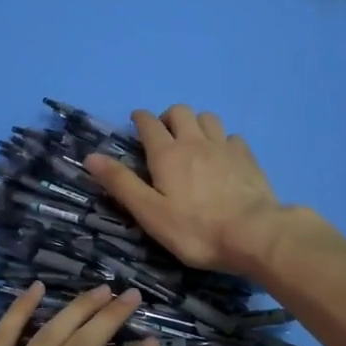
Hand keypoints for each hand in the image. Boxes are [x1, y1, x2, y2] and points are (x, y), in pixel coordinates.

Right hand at [85, 105, 286, 272]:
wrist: (254, 234)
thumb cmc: (195, 229)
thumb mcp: (149, 213)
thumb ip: (121, 184)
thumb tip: (91, 157)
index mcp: (167, 154)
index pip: (149, 124)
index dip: (140, 119)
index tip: (136, 120)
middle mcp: (195, 142)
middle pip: (180, 112)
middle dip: (168, 117)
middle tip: (164, 135)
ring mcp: (224, 147)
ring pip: (208, 118)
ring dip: (196, 123)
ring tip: (193, 141)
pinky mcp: (247, 158)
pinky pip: (231, 136)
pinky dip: (222, 140)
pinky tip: (222, 156)